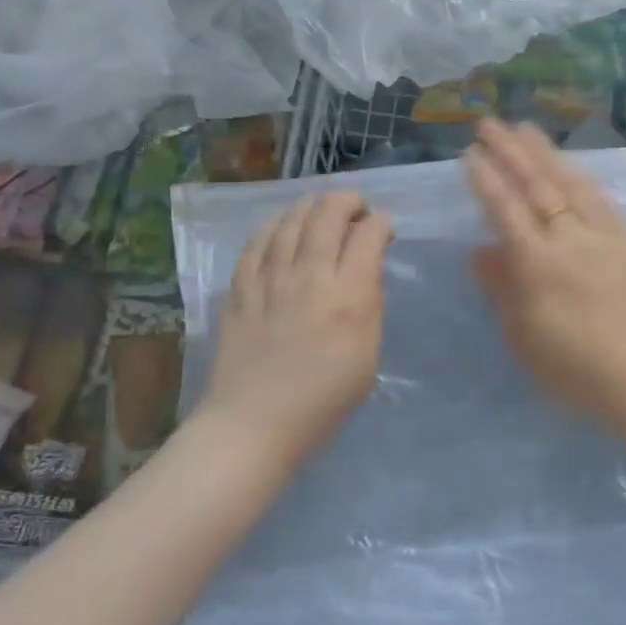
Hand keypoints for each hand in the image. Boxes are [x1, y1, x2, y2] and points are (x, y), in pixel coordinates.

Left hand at [199, 191, 393, 459]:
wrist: (254, 423)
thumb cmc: (323, 400)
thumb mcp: (368, 356)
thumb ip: (369, 306)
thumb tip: (365, 271)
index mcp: (348, 296)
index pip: (369, 234)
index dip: (381, 223)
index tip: (385, 229)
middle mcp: (310, 276)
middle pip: (328, 213)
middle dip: (348, 201)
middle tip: (356, 209)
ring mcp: (270, 278)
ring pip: (292, 219)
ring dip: (312, 207)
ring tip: (322, 211)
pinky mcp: (241, 287)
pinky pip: (257, 241)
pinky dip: (275, 226)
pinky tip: (283, 228)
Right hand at [464, 119, 625, 424]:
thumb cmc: (575, 369)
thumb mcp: (523, 337)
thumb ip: (501, 288)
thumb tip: (480, 249)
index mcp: (538, 264)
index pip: (506, 209)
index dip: (486, 179)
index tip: (470, 153)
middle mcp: (570, 239)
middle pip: (536, 185)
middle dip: (510, 151)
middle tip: (489, 123)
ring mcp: (604, 236)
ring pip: (570, 183)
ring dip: (545, 153)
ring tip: (526, 128)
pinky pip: (601, 199)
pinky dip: (581, 177)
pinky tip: (571, 166)